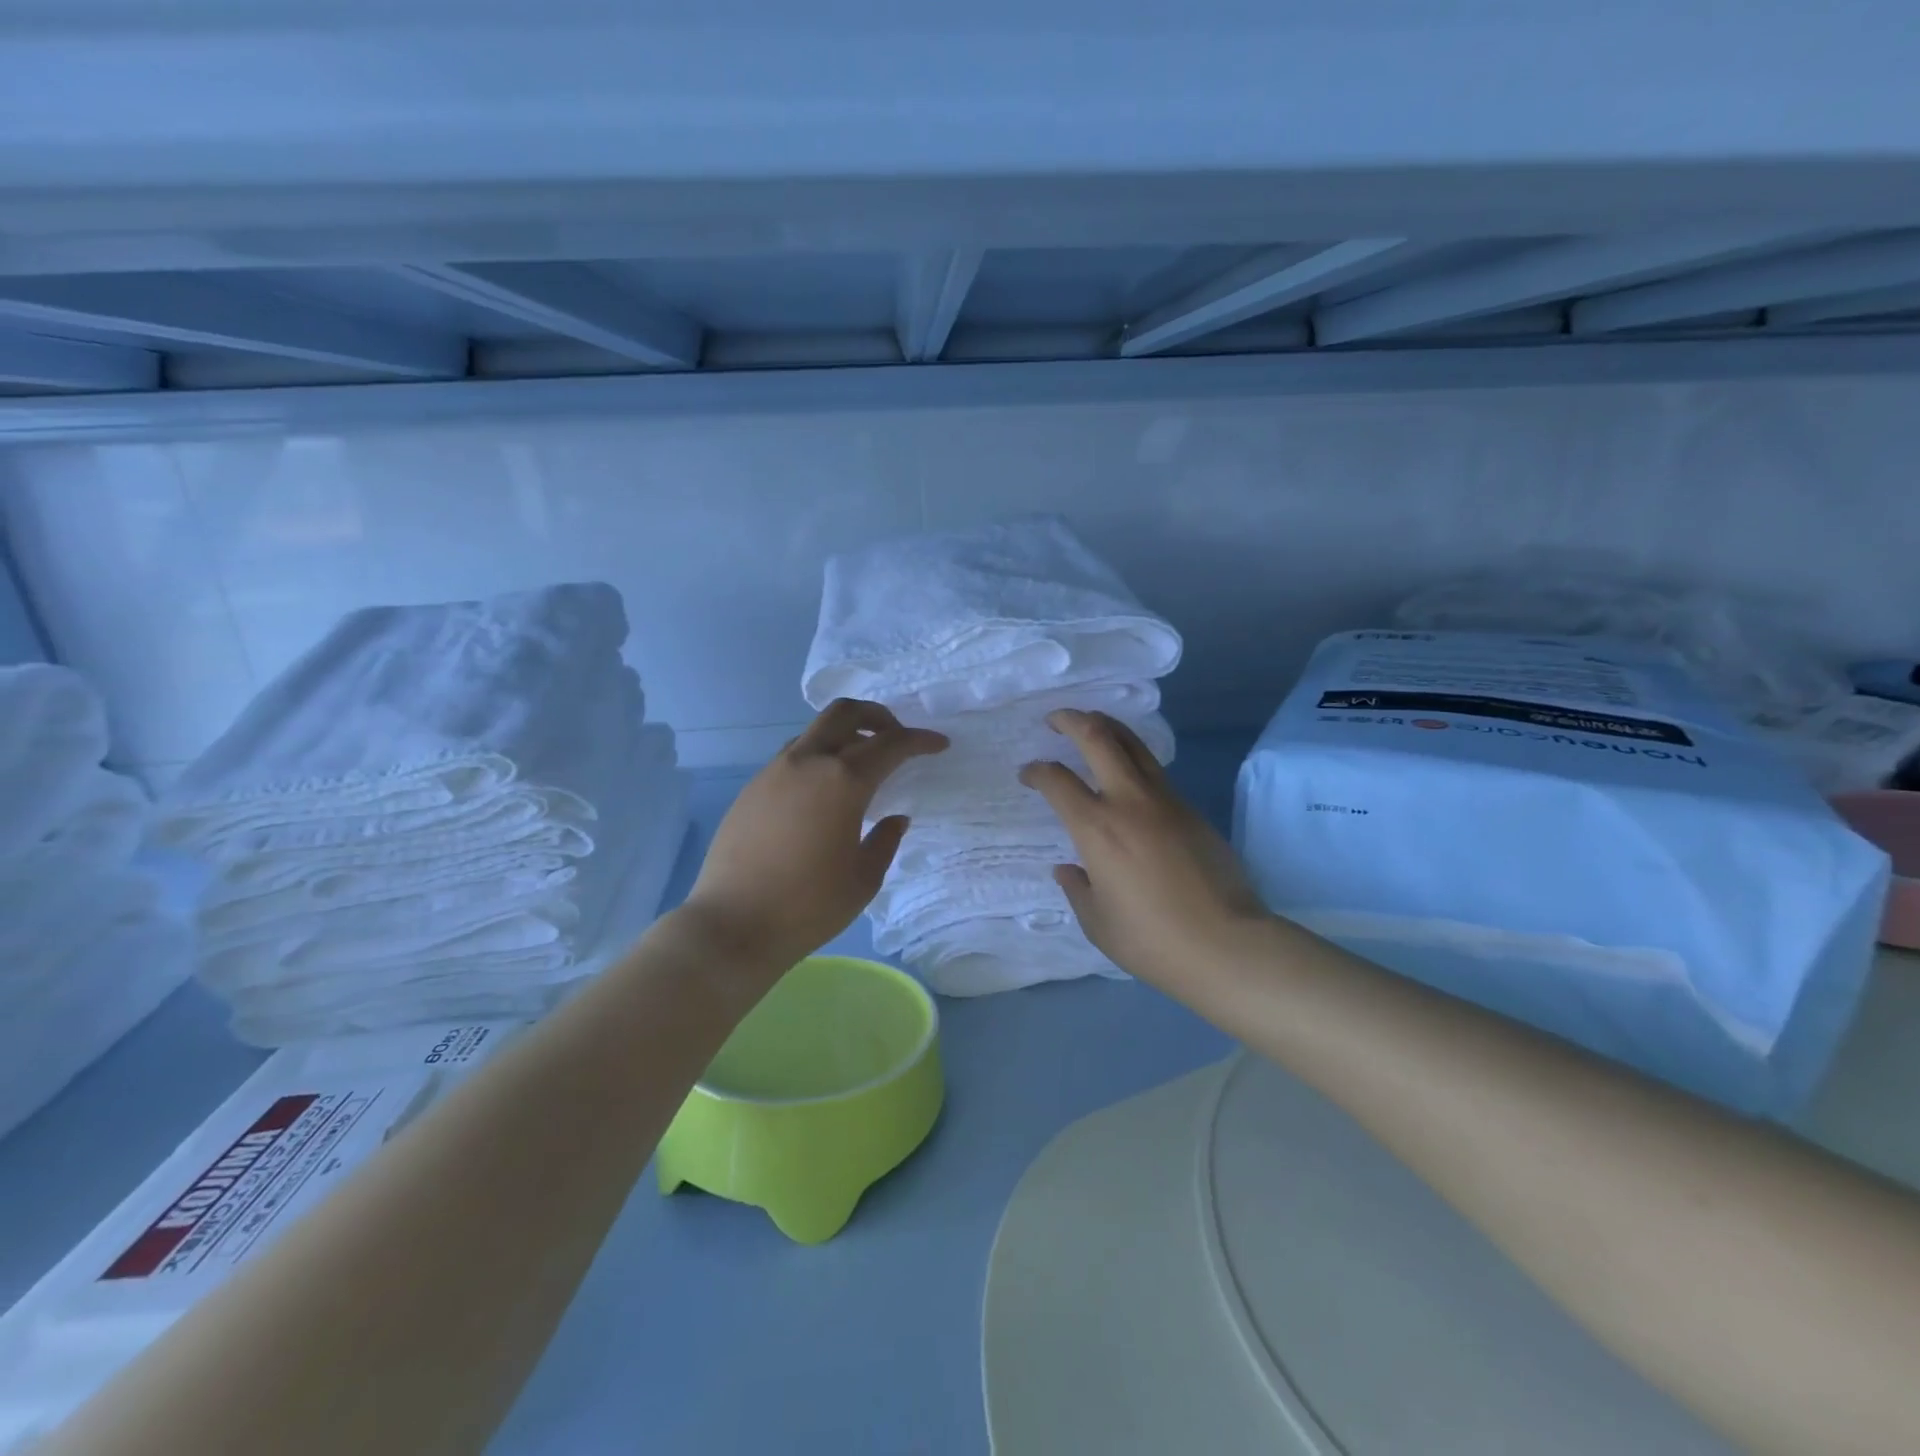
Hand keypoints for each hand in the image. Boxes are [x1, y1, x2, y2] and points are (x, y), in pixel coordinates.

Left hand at [679, 699, 947, 974]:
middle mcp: (807, 762)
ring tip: (860, 765)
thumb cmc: (808, 906)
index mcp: (843, 781)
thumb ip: (885, 840)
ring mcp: (774, 771)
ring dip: (844, 735)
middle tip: (896, 739)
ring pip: (815, 731)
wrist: (732, 925)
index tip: (938, 745)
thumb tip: (894, 818)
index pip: (891, 744)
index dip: (920, 740)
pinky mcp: (752, 788)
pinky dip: (818, 757)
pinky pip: (793, 756)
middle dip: (878, 716)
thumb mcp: (863, 878)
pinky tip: (824, 792)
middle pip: (845, 712)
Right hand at [1020, 710, 1271, 992]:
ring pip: (1133, 744)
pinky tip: (1127, 771)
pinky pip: (1155, 769)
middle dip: (1071, 720)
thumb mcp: (1098, 922)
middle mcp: (1129, 801)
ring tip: (1091, 726)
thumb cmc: (1152, 939)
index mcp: (1096, 827)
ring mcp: (1165, 800)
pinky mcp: (1191, 809)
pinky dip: (1133, 757)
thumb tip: (1069, 869)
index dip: (1036, 770)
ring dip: (1107, 727)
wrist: (1226, 944)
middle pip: (1098, 737)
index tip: (1027, 773)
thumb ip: (1077, 889)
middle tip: (1056, 719)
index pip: (1057, 780)